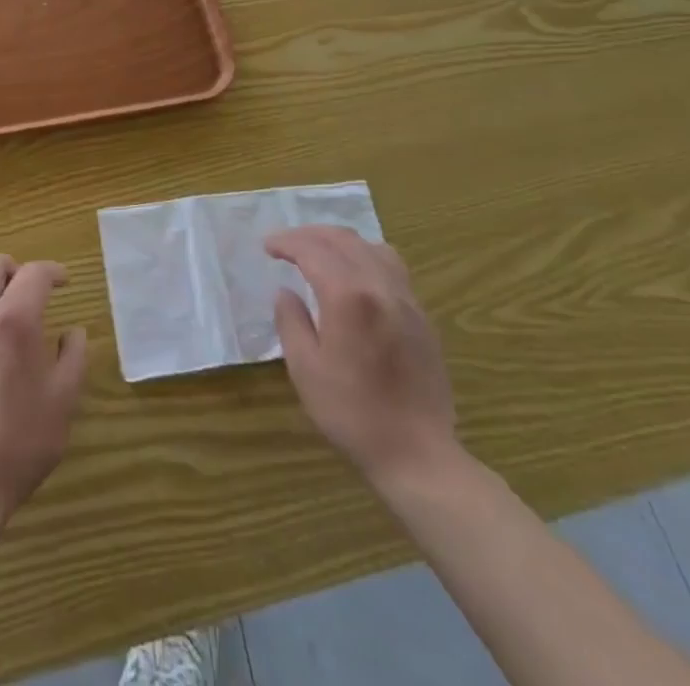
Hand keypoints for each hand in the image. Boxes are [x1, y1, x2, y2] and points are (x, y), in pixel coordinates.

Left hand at [0, 254, 86, 521]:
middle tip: (28, 293)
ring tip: (0, 314)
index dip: (53, 272)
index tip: (63, 282)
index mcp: (13, 319)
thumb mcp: (63, 401)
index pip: (34, 273)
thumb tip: (72, 331)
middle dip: (13, 269)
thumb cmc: (18, 443)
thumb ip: (73, 357)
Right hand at [266, 227, 458, 492]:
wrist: (418, 454)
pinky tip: (354, 277)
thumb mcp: (305, 369)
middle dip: (310, 235)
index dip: (286, 242)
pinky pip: (392, 267)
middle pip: (343, 240)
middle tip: (286, 245)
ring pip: (371, 247)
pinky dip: (365, 257)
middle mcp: (380, 286)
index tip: (267, 247)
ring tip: (320, 254)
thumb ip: (291, 321)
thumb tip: (286, 292)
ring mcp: (406, 300)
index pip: (312, 250)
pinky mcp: (421, 316)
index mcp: (348, 296)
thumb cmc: (352, 413)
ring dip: (340, 242)